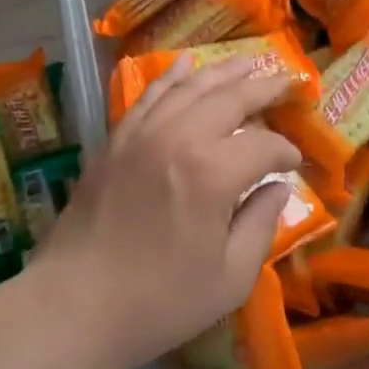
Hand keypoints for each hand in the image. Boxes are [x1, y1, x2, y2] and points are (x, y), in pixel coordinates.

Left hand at [31, 56, 300, 368]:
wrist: (74, 305)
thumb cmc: (159, 302)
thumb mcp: (229, 278)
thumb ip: (261, 225)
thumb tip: (279, 188)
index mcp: (212, 173)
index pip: (263, 146)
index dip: (285, 152)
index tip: (294, 164)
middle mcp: (179, 138)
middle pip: (229, 98)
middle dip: (263, 88)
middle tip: (287, 80)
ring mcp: (143, 133)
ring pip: (189, 87)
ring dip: (222, 72)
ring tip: (247, 62)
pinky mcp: (117, 139)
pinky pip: (150, 95)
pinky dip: (171, 76)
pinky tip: (186, 62)